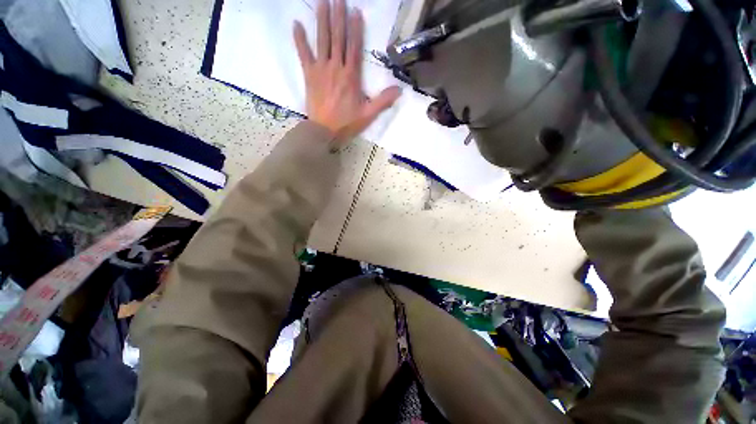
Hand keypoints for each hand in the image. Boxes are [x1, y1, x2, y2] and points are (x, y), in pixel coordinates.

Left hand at [293, 0, 401, 142]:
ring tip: (322, 1)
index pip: (354, 47)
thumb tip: (399, 89)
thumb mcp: (368, 115)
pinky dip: (299, 39)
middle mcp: (336, 67)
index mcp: (351, 76)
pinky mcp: (309, 75)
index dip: (355, 28)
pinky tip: (296, 24)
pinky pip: (303, 54)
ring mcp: (321, 69)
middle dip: (338, 16)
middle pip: (337, 37)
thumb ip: (383, 101)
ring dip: (321, 19)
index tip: (355, 11)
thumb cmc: (346, 123)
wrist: (324, 131)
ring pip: (322, 40)